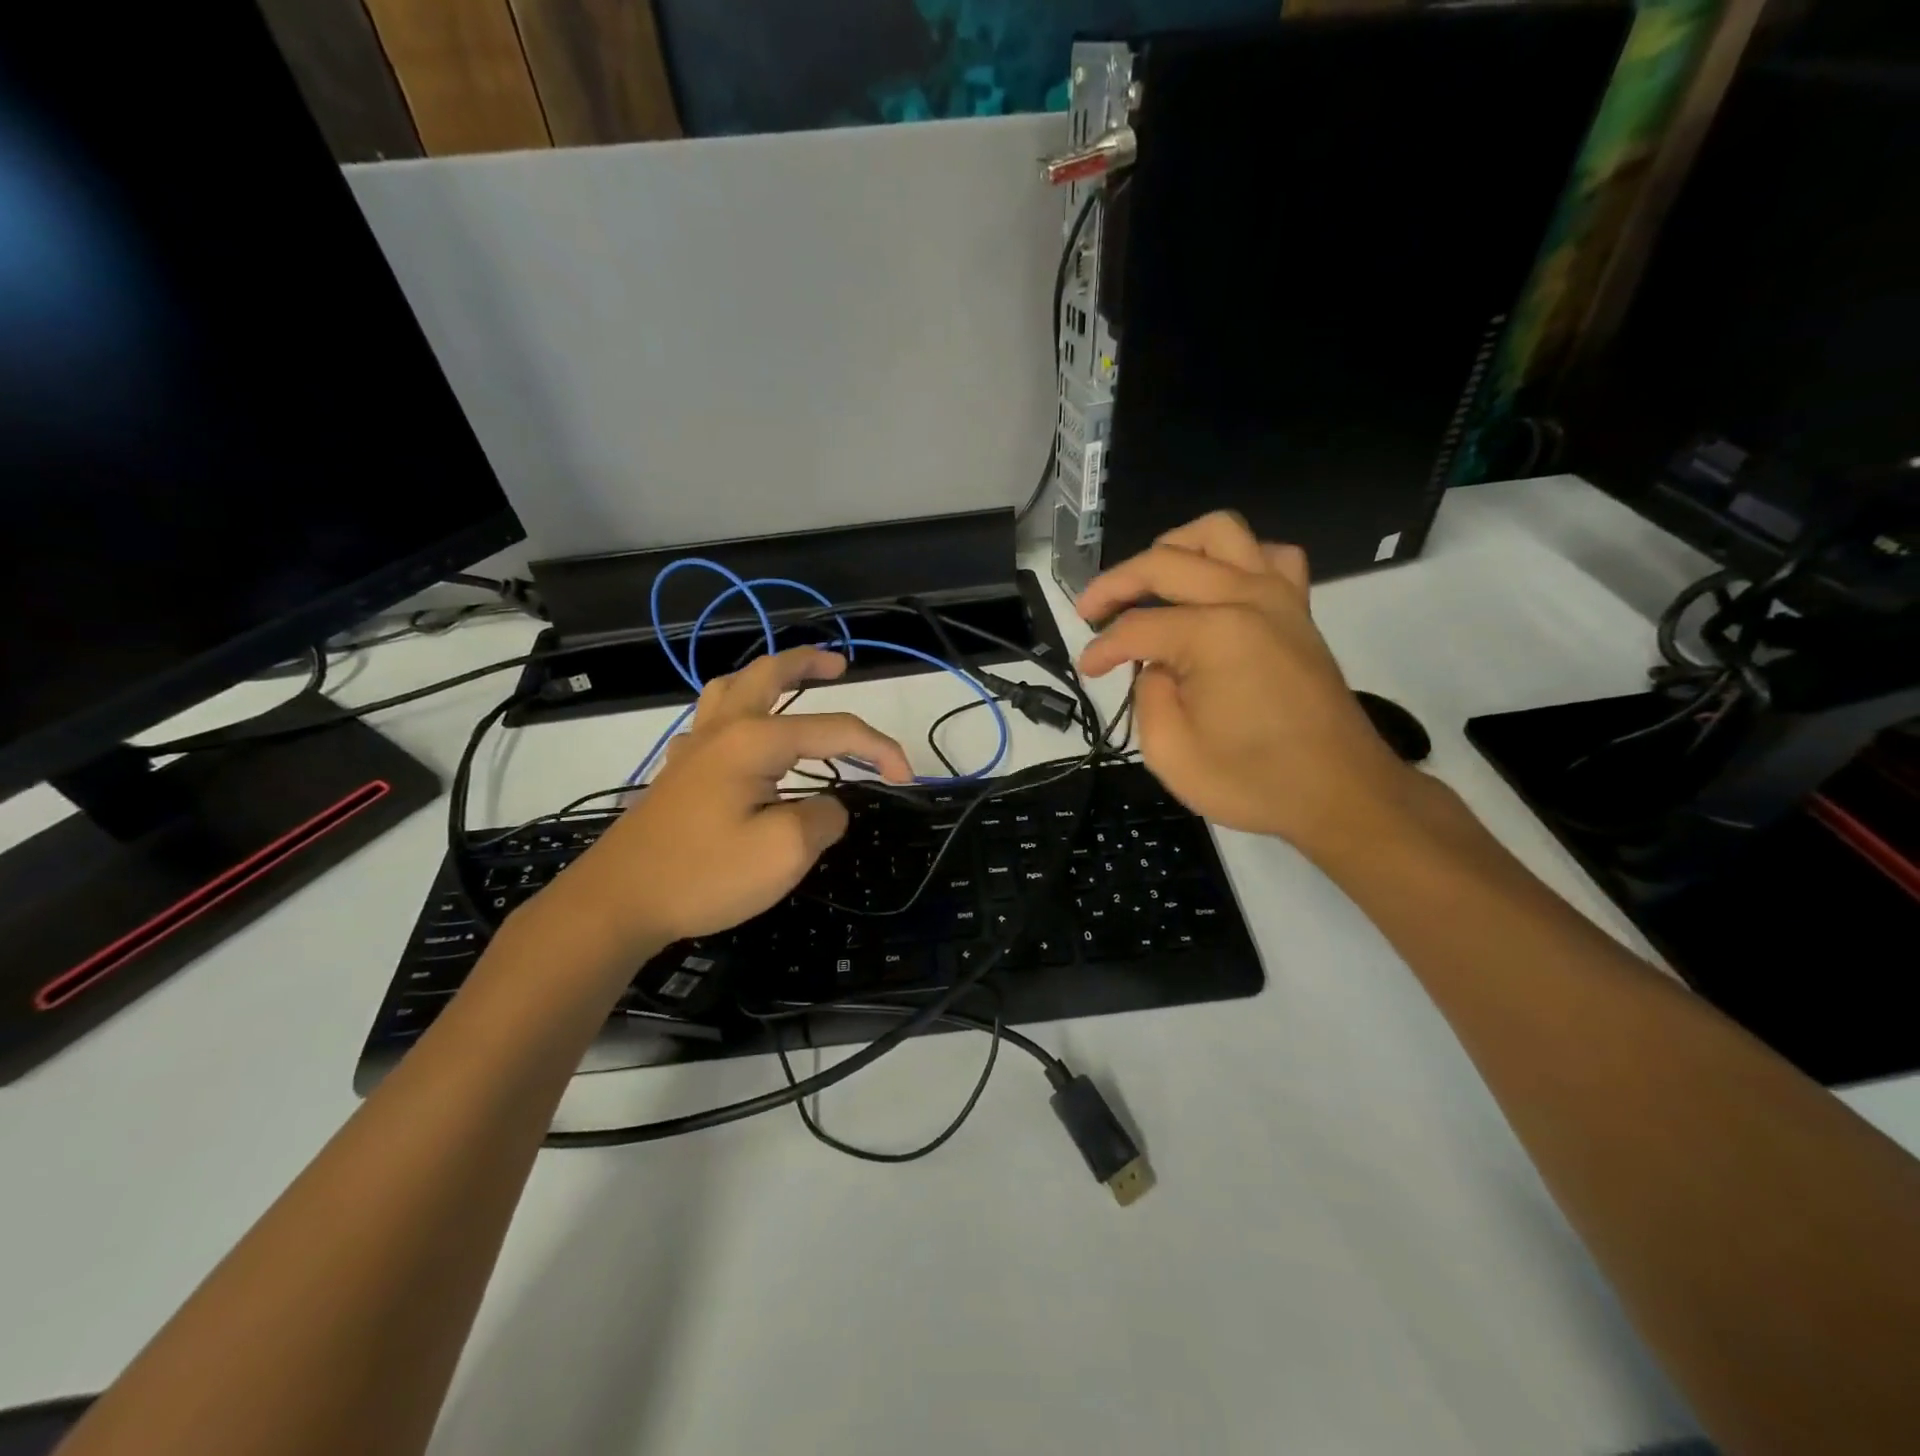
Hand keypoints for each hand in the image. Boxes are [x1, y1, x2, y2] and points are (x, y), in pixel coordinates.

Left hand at [542, 647, 913, 952]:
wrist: (617, 902)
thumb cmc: (703, 874)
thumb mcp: (784, 852)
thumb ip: (823, 818)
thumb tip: (830, 806)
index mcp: (754, 740)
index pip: (834, 729)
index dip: (878, 748)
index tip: (906, 779)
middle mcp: (724, 731)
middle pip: (768, 676)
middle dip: (808, 663)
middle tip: (840, 664)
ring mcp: (694, 750)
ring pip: (730, 689)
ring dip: (766, 677)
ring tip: (792, 682)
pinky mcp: (679, 775)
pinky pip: (711, 722)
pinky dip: (736, 711)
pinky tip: (743, 736)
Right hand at [1076, 512, 1418, 855]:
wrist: (1341, 794)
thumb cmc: (1254, 781)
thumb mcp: (1171, 754)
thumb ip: (1147, 696)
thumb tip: (1154, 665)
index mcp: (1213, 634)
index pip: (1137, 626)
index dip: (1102, 648)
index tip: (1087, 670)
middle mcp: (1246, 598)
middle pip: (1165, 562)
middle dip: (1116, 583)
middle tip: (1090, 612)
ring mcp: (1279, 597)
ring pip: (1220, 533)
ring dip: (1175, 548)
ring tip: (1150, 581)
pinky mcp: (1298, 610)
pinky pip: (1268, 555)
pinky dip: (1235, 559)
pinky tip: (1217, 586)